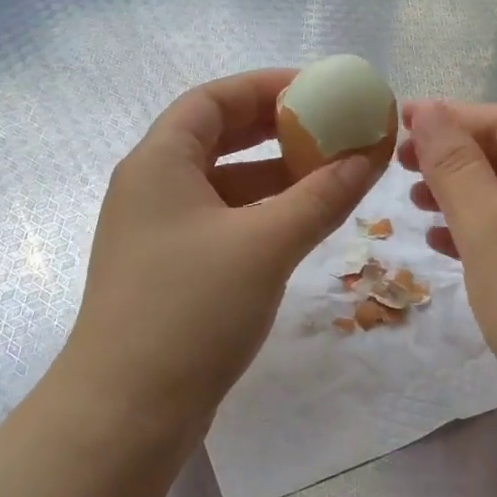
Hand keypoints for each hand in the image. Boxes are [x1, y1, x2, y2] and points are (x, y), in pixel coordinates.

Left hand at [63, 69, 382, 431]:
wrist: (127, 410)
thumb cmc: (191, 310)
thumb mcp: (266, 244)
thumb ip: (322, 195)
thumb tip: (370, 153)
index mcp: (159, 162)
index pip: (213, 99)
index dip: (266, 86)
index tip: (319, 90)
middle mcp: (151, 187)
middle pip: (218, 137)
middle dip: (276, 130)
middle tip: (331, 130)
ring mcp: (157, 232)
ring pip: (223, 184)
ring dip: (274, 176)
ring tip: (330, 177)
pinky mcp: (169, 270)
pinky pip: (222, 222)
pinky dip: (261, 215)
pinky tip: (300, 226)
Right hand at [400, 101, 496, 428]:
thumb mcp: (490, 230)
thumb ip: (455, 165)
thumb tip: (429, 109)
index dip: (450, 119)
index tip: (397, 125)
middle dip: (456, 160)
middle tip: (400, 170)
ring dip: (467, 196)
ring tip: (416, 206)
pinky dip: (490, 230)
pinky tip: (448, 244)